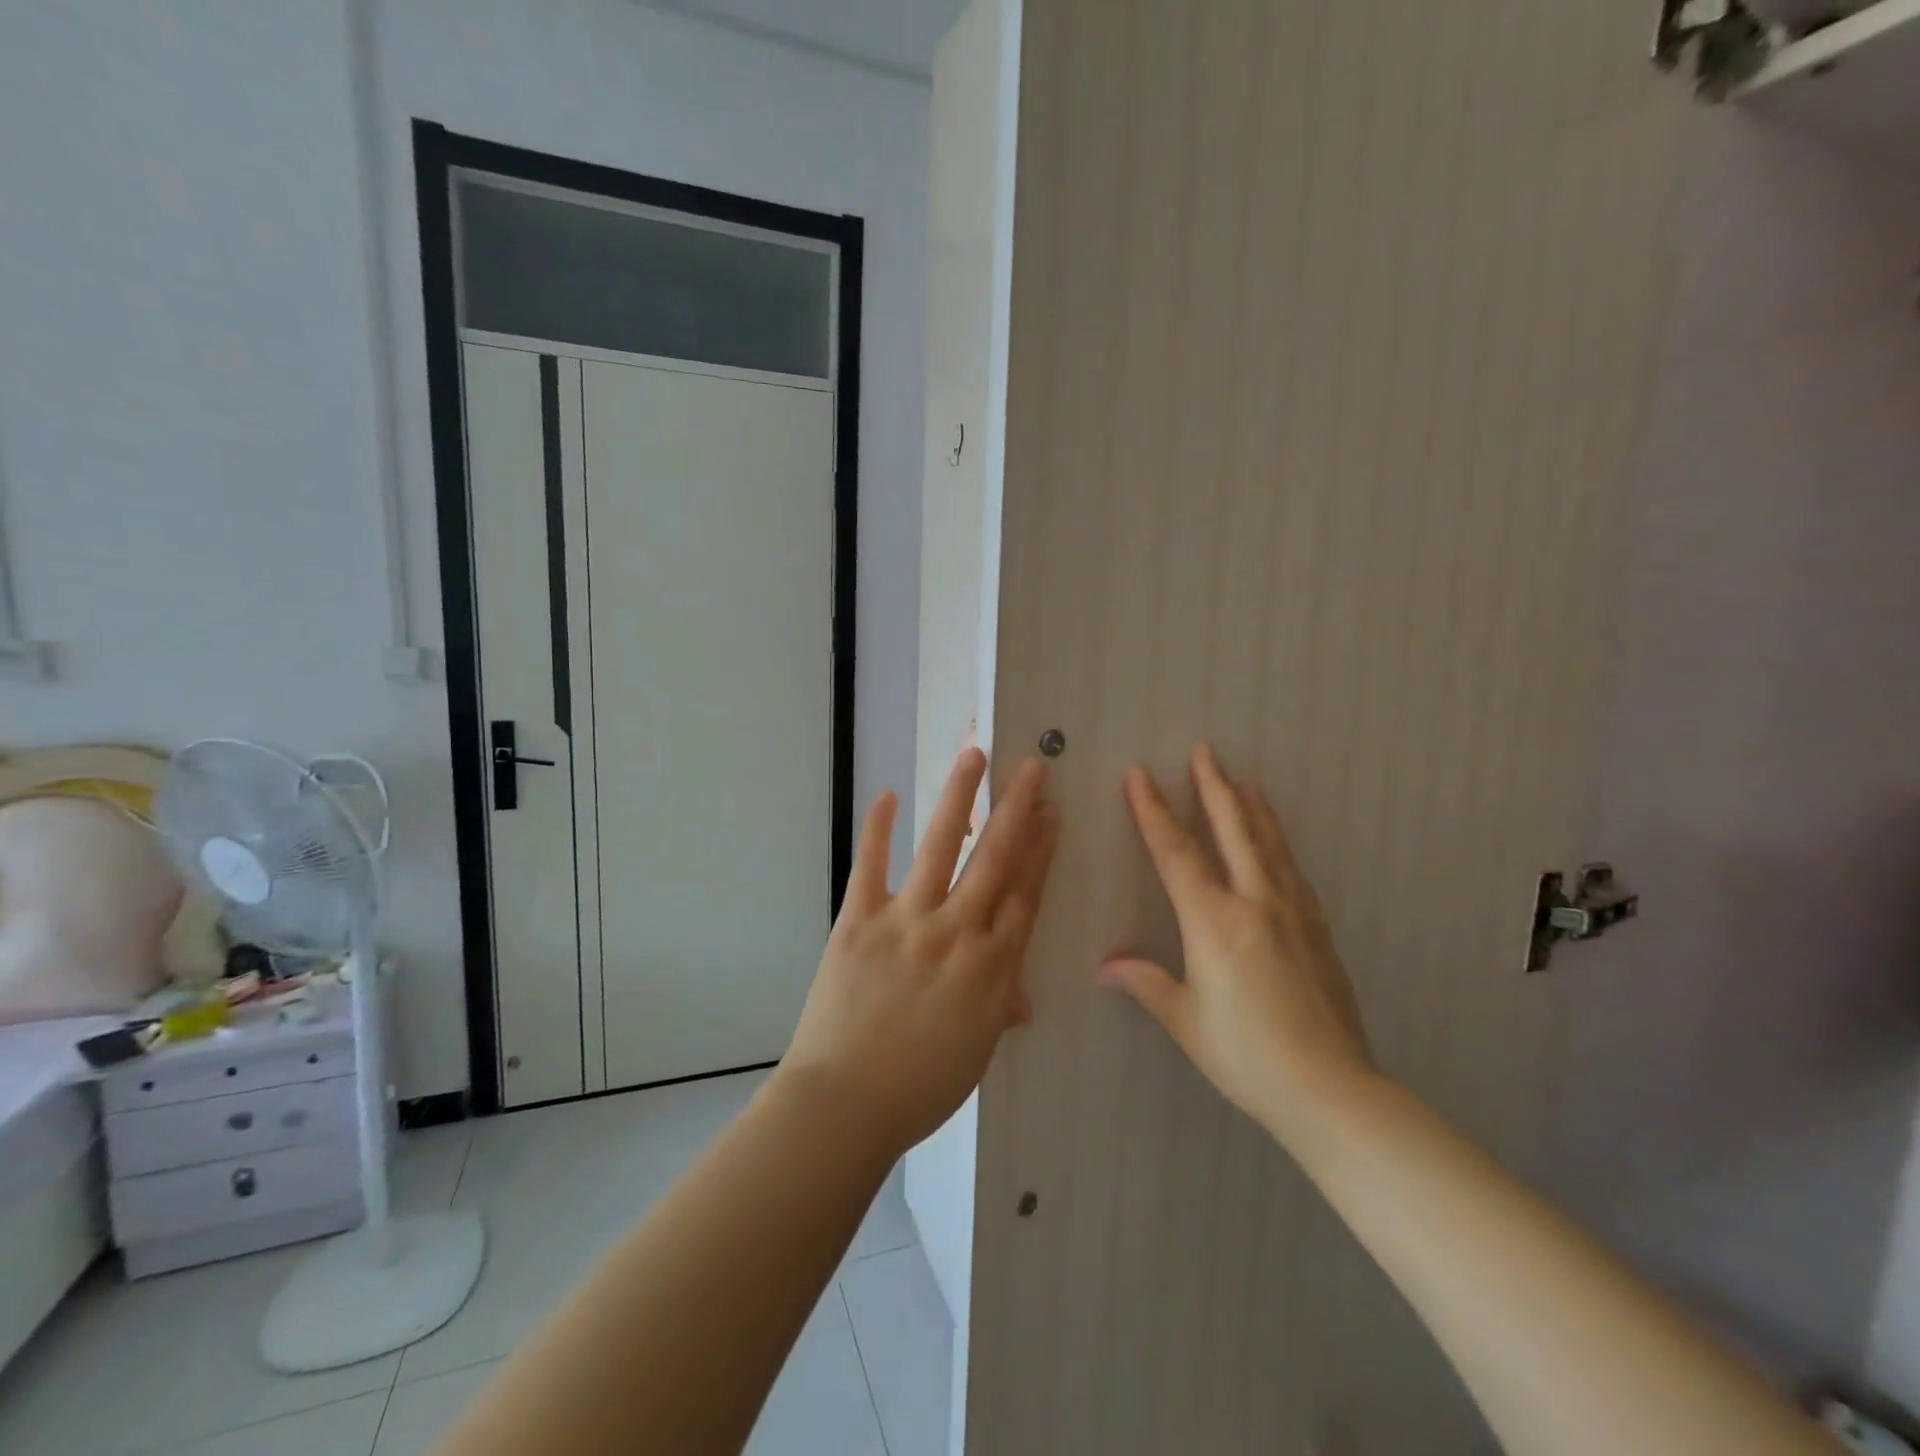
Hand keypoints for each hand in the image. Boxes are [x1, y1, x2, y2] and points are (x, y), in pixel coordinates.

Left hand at [781, 749, 1060, 1158]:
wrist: (844, 1105)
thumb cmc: (920, 1088)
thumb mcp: (976, 1052)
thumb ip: (999, 1009)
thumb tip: (1019, 996)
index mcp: (992, 967)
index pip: (1025, 894)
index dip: (1041, 850)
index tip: (1051, 813)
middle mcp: (956, 932)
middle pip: (995, 860)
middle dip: (1016, 809)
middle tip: (1031, 767)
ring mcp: (906, 921)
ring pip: (940, 848)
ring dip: (958, 798)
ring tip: (973, 756)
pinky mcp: (859, 921)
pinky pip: (870, 866)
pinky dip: (877, 829)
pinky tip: (887, 794)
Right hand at [1100, 744, 1373, 1139]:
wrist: (1331, 1090)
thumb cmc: (1246, 1055)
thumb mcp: (1185, 1019)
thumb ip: (1145, 982)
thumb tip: (1104, 967)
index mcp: (1214, 922)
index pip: (1176, 852)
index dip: (1154, 810)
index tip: (1139, 774)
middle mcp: (1255, 903)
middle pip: (1232, 830)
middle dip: (1213, 787)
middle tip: (1205, 750)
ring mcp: (1293, 912)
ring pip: (1268, 843)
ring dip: (1251, 806)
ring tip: (1242, 779)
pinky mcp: (1318, 929)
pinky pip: (1291, 869)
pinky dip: (1277, 842)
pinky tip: (1275, 841)